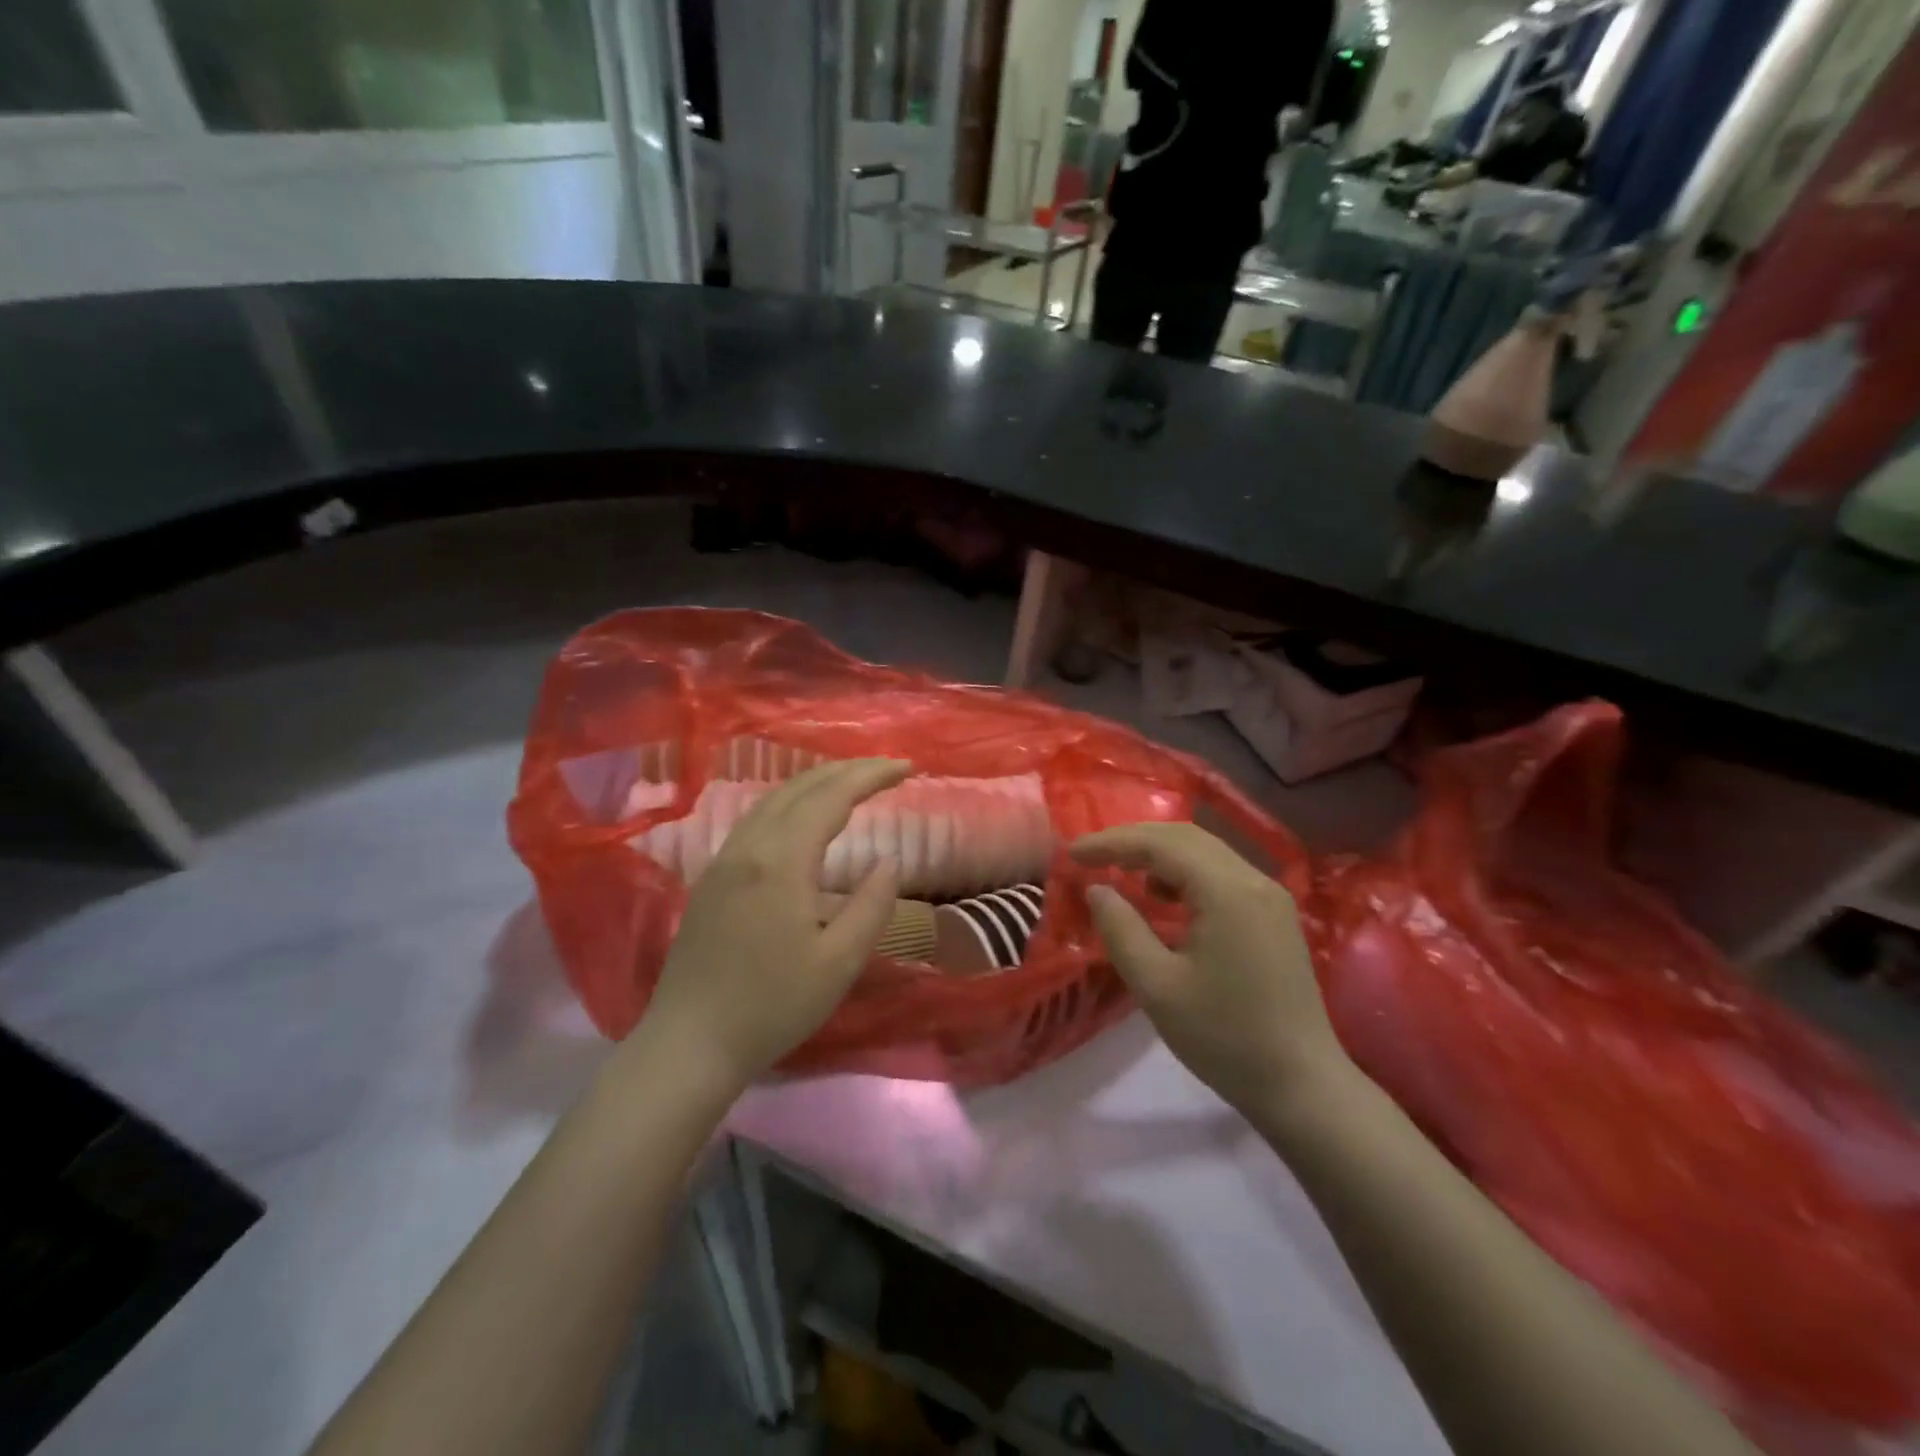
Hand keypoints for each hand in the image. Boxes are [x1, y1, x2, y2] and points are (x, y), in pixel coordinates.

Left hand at [633, 758, 909, 1093]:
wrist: (690, 1042)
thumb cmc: (772, 1006)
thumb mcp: (838, 963)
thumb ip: (871, 905)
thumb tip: (889, 860)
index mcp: (781, 861)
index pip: (832, 797)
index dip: (871, 776)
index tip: (907, 767)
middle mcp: (749, 846)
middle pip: (801, 787)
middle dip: (847, 770)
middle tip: (887, 768)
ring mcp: (724, 859)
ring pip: (773, 798)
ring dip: (817, 781)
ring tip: (852, 781)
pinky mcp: (712, 876)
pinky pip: (757, 817)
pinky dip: (791, 801)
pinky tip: (803, 815)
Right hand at [1072, 822, 1349, 1117]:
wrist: (1302, 1085)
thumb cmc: (1224, 1038)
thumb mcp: (1157, 987)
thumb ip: (1121, 929)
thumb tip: (1097, 889)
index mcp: (1227, 891)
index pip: (1160, 844)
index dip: (1112, 842)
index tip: (1072, 853)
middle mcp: (1253, 879)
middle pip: (1185, 837)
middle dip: (1134, 840)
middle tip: (1091, 856)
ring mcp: (1269, 895)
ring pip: (1205, 852)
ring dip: (1159, 854)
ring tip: (1120, 872)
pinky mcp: (1274, 914)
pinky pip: (1221, 873)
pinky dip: (1184, 872)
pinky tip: (1162, 897)